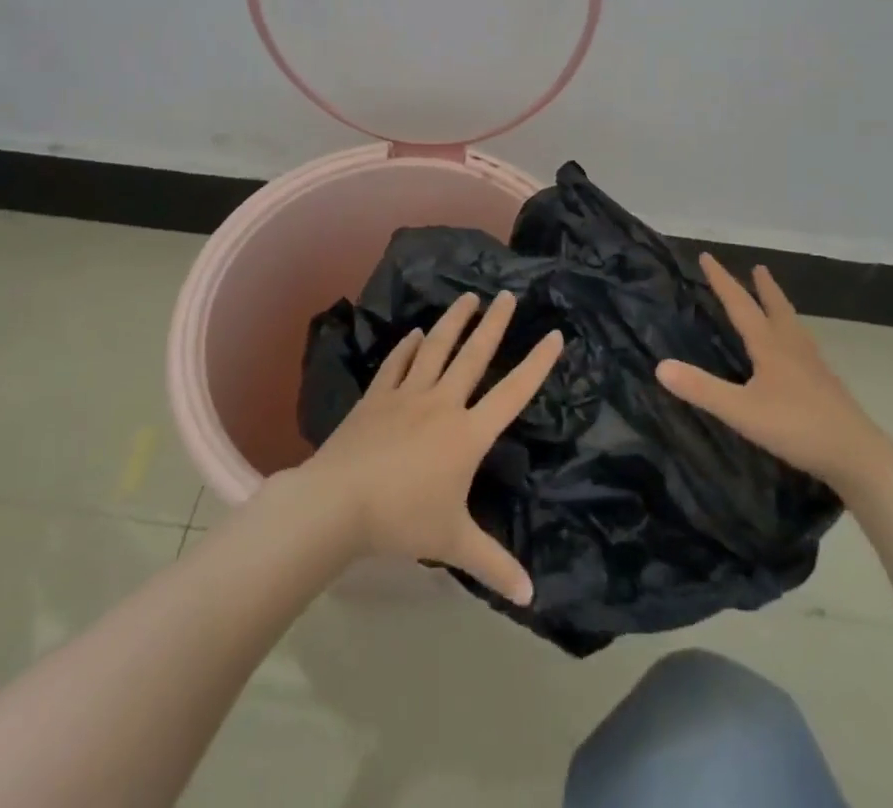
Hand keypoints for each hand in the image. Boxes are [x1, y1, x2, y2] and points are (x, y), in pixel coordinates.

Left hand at [299, 292, 562, 605]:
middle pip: (474, 355)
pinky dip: (408, 347)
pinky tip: (414, 334)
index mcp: (467, 434)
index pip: (512, 393)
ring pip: (436, 349)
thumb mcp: (453, 543)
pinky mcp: (377, 396)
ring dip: (453, 322)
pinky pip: (397, 364)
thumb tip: (530, 597)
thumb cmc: (403, 520)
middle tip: (507, 294)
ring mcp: (407, 395)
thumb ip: (493, 564)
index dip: (536, 364)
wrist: (339, 502)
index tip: (553, 334)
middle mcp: (442, 403)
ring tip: (468, 298)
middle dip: (494, 324)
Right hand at [657, 254, 890, 489]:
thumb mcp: (741, 411)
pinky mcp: (827, 385)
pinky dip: (794, 335)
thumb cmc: (797, 427)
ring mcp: (814, 366)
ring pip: (794, 326)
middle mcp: (792, 347)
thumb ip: (702, 389)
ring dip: (781, 307)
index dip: (722, 280)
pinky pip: (805, 347)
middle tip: (758, 268)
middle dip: (763, 287)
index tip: (707, 256)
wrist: (858, 455)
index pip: (740, 304)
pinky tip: (797, 352)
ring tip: (776, 302)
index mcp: (770, 346)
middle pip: (776, 308)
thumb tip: (660, 366)